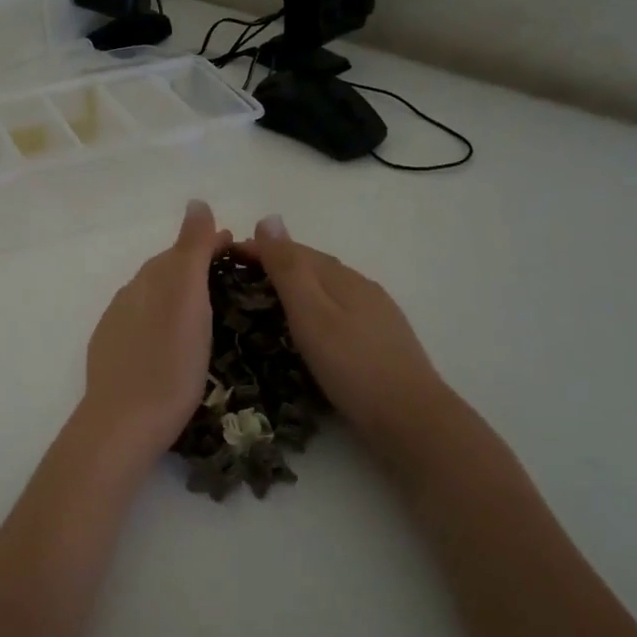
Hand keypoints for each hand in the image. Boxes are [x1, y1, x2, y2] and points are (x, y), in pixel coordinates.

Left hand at [79, 199, 232, 457]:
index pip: (182, 250)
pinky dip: (163, 318)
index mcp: (151, 280)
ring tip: (206, 306)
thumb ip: (190, 249)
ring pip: (153, 297)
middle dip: (195, 266)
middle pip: (166, 271)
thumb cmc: (168, 361)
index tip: (239, 248)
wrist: (124, 422)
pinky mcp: (114, 354)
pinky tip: (171, 337)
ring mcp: (117, 326)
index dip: (210, 244)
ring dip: (178, 293)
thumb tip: (197, 201)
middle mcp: (130, 295)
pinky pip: (143, 322)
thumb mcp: (186, 299)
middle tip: (229, 275)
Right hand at [239, 214, 445, 455]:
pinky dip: (314, 307)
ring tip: (267, 298)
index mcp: (342, 278)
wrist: (411, 419)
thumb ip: (289, 269)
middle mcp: (361, 287)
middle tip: (239, 276)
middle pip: (313, 265)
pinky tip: (309, 326)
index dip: (259, 248)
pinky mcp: (381, 339)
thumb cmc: (352, 366)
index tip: (225, 253)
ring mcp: (376, 313)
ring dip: (296, 285)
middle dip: (276, 263)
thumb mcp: (311, 315)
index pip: (293, 250)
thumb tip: (269, 218)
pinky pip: (338, 309)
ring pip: (327, 288)